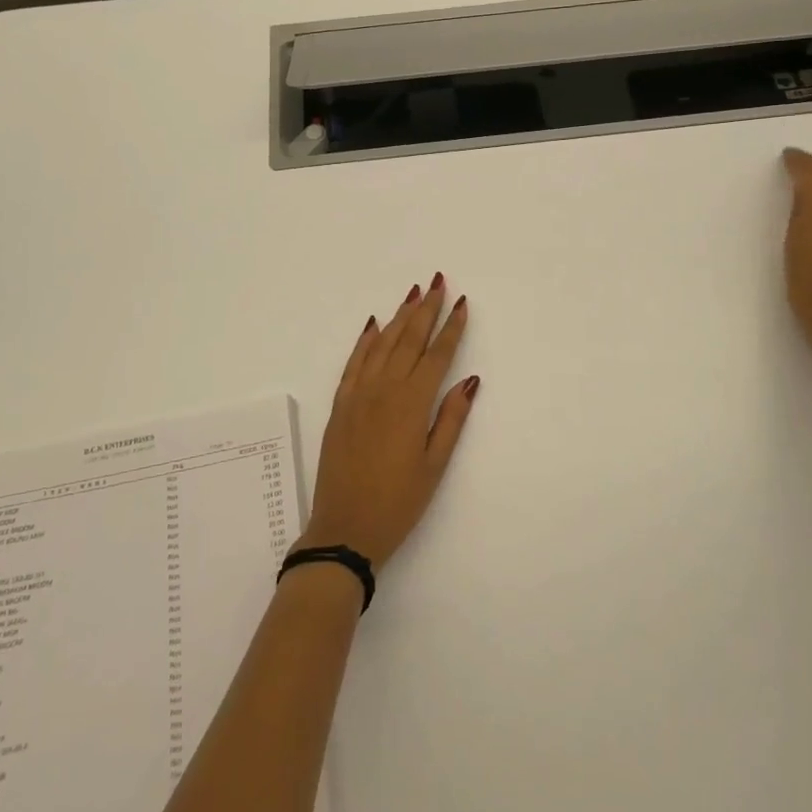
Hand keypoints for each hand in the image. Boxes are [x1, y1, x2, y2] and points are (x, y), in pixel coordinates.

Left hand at [298, 276, 479, 570]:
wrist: (344, 528)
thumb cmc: (398, 502)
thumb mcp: (434, 465)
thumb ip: (452, 419)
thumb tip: (470, 380)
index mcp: (412, 404)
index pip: (437, 355)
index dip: (451, 327)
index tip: (461, 302)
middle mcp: (384, 389)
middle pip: (409, 339)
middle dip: (426, 309)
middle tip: (438, 282)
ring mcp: (358, 394)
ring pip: (383, 344)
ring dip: (399, 316)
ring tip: (413, 293)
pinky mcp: (341, 403)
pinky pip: (355, 361)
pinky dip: (366, 340)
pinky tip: (375, 324)